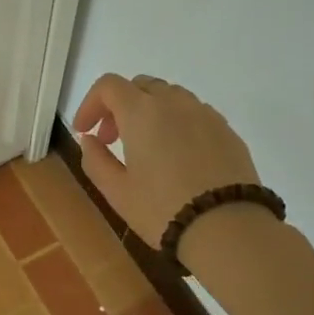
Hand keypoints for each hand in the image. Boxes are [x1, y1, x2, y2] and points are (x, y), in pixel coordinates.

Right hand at [71, 74, 265, 261]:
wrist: (228, 229)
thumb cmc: (162, 209)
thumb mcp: (116, 191)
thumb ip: (95, 159)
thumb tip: (90, 140)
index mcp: (141, 112)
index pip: (108, 86)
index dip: (90, 104)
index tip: (85, 130)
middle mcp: (174, 102)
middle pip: (140, 85)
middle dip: (120, 106)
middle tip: (112, 139)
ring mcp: (205, 113)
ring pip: (170, 96)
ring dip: (150, 112)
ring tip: (147, 147)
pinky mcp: (228, 130)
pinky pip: (195, 114)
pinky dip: (177, 123)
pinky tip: (178, 156)